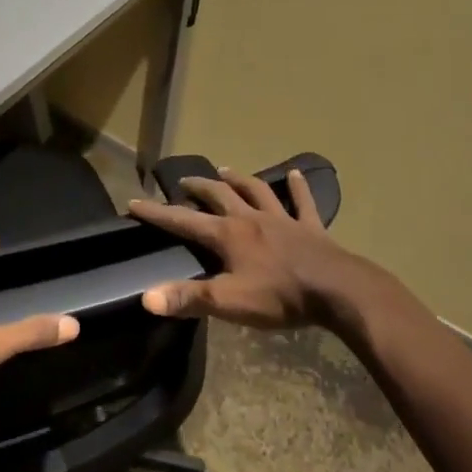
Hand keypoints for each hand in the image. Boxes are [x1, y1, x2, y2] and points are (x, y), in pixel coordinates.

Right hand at [129, 167, 368, 328]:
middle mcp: (251, 219)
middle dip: (198, 187)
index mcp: (228, 235)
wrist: (338, 291)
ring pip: (256, 191)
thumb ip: (189, 298)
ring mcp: (283, 220)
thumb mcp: (230, 302)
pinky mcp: (310, 228)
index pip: (183, 221)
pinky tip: (296, 174)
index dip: (157, 213)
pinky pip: (303, 202)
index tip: (133, 202)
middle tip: (184, 181)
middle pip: (219, 195)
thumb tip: (146, 297)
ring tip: (225, 169)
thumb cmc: (280, 296)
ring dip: (239, 178)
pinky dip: (298, 187)